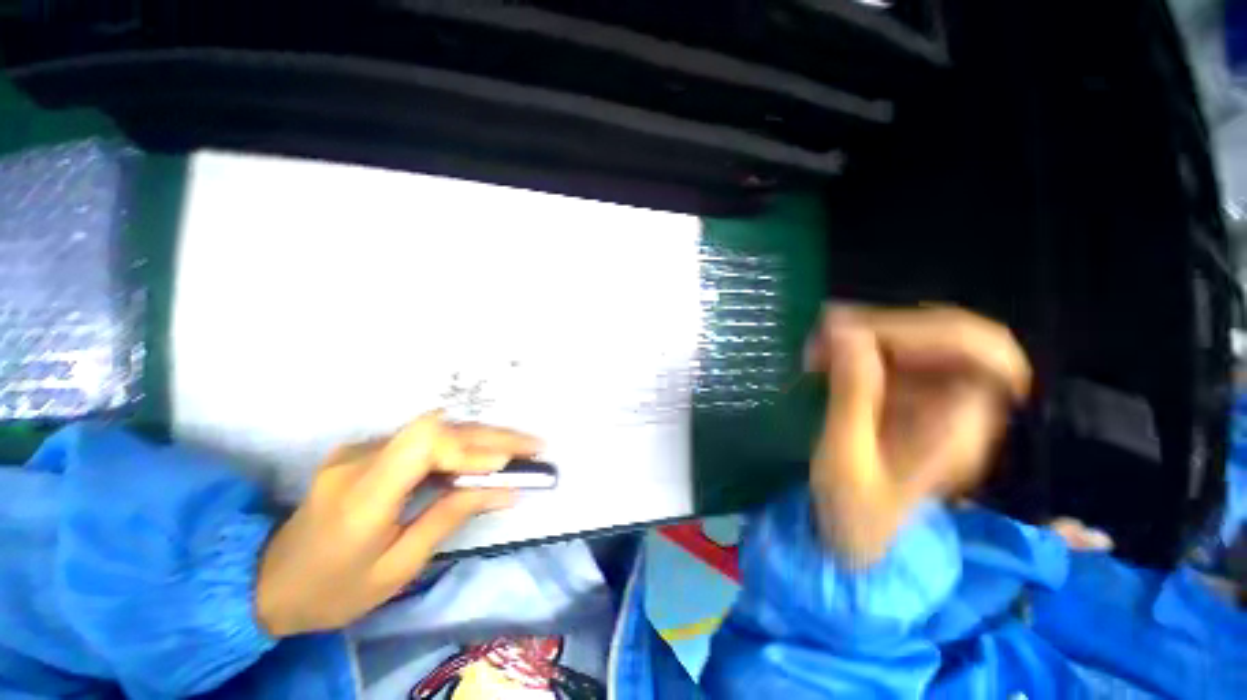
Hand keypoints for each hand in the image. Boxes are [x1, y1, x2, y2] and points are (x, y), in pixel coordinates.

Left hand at [255, 412, 541, 636]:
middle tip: (535, 445)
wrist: (267, 581)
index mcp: (361, 497)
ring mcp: (360, 449)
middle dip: (493, 437)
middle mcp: (360, 459)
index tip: (506, 463)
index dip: (470, 446)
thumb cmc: (333, 591)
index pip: (422, 445)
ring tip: (522, 446)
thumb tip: (505, 490)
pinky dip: (462, 444)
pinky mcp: (366, 450)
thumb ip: (449, 517)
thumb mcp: (397, 568)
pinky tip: (486, 452)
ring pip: (436, 430)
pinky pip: (423, 440)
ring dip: (484, 436)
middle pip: (437, 430)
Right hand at [804, 304, 1030, 565]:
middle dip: (889, 326)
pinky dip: (859, 344)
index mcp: (962, 426)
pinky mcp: (907, 394)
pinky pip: (894, 352)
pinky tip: (826, 355)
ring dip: (869, 332)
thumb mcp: (846, 458)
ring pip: (921, 337)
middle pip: (954, 334)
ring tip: (819, 346)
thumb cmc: (854, 510)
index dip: (930, 331)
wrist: (856, 535)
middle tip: (829, 334)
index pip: (986, 352)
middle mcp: (961, 403)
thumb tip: (844, 331)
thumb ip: (851, 395)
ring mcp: (934, 396)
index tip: (860, 335)